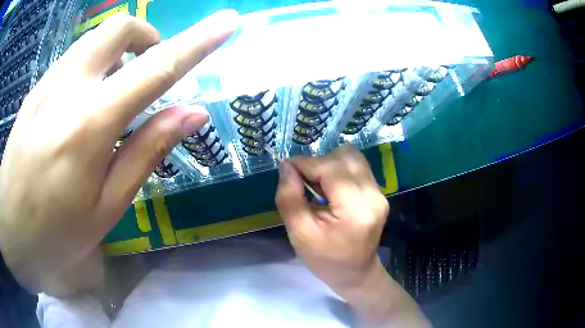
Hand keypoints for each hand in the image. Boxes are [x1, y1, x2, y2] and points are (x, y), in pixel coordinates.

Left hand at [0, 11, 237, 295]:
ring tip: (112, 97)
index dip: (198, 41)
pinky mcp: (35, 90)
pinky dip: (91, 68)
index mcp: (91, 125)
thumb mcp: (107, 207)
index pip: (157, 67)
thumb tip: (192, 113)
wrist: (10, 231)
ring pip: (94, 40)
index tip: (227, 23)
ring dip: (116, 54)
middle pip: (120, 28)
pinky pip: (72, 60)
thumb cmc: (56, 234)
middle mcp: (68, 88)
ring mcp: (47, 84)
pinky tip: (80, 108)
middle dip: (146, 38)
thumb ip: (147, 151)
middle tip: (147, 72)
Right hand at [276, 146, 428, 326]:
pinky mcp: (379, 193)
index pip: (330, 168)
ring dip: (330, 164)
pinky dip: (340, 171)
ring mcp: (380, 193)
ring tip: (319, 186)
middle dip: (319, 163)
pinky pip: (358, 168)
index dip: (305, 164)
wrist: (355, 273)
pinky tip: (331, 190)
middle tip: (304, 183)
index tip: (287, 170)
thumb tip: (286, 166)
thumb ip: (289, 198)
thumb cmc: (325, 259)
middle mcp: (373, 195)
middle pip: (345, 156)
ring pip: (353, 158)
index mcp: (355, 209)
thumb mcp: (299, 234)